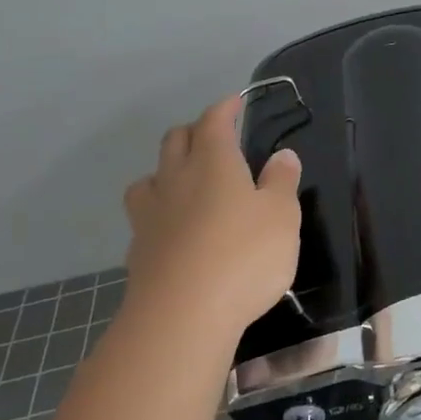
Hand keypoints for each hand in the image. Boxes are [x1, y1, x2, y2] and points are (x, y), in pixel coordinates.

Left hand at [122, 94, 302, 349]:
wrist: (182, 316)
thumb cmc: (244, 256)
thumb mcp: (282, 215)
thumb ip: (281, 182)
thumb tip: (282, 155)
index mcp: (213, 162)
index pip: (214, 122)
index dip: (225, 108)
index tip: (236, 103)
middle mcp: (176, 179)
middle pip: (175, 141)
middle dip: (194, 132)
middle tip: (214, 137)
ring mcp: (151, 215)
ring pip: (150, 177)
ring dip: (167, 170)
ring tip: (184, 181)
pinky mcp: (139, 250)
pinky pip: (144, 216)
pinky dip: (159, 211)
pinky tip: (172, 229)